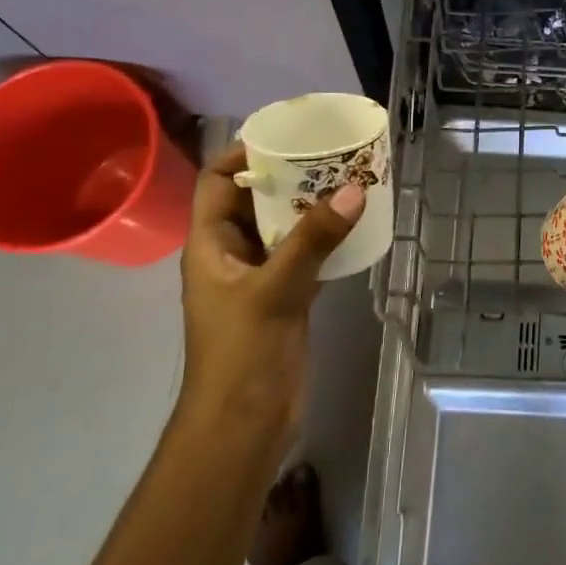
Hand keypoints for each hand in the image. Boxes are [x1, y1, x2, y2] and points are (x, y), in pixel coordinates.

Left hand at [176, 142, 362, 441]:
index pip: (217, 183)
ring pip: (283, 228)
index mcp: (210, 246)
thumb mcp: (276, 290)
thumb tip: (355, 189)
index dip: (243, 157)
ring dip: (311, 207)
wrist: (244, 425)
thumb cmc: (242, 354)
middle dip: (289, 177)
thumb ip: (314, 239)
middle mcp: (231, 255)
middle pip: (254, 201)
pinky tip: (355, 226)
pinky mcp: (285, 299)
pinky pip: (304, 255)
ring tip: (349, 181)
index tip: (286, 139)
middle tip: (331, 156)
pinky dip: (325, 238)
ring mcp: (259, 278)